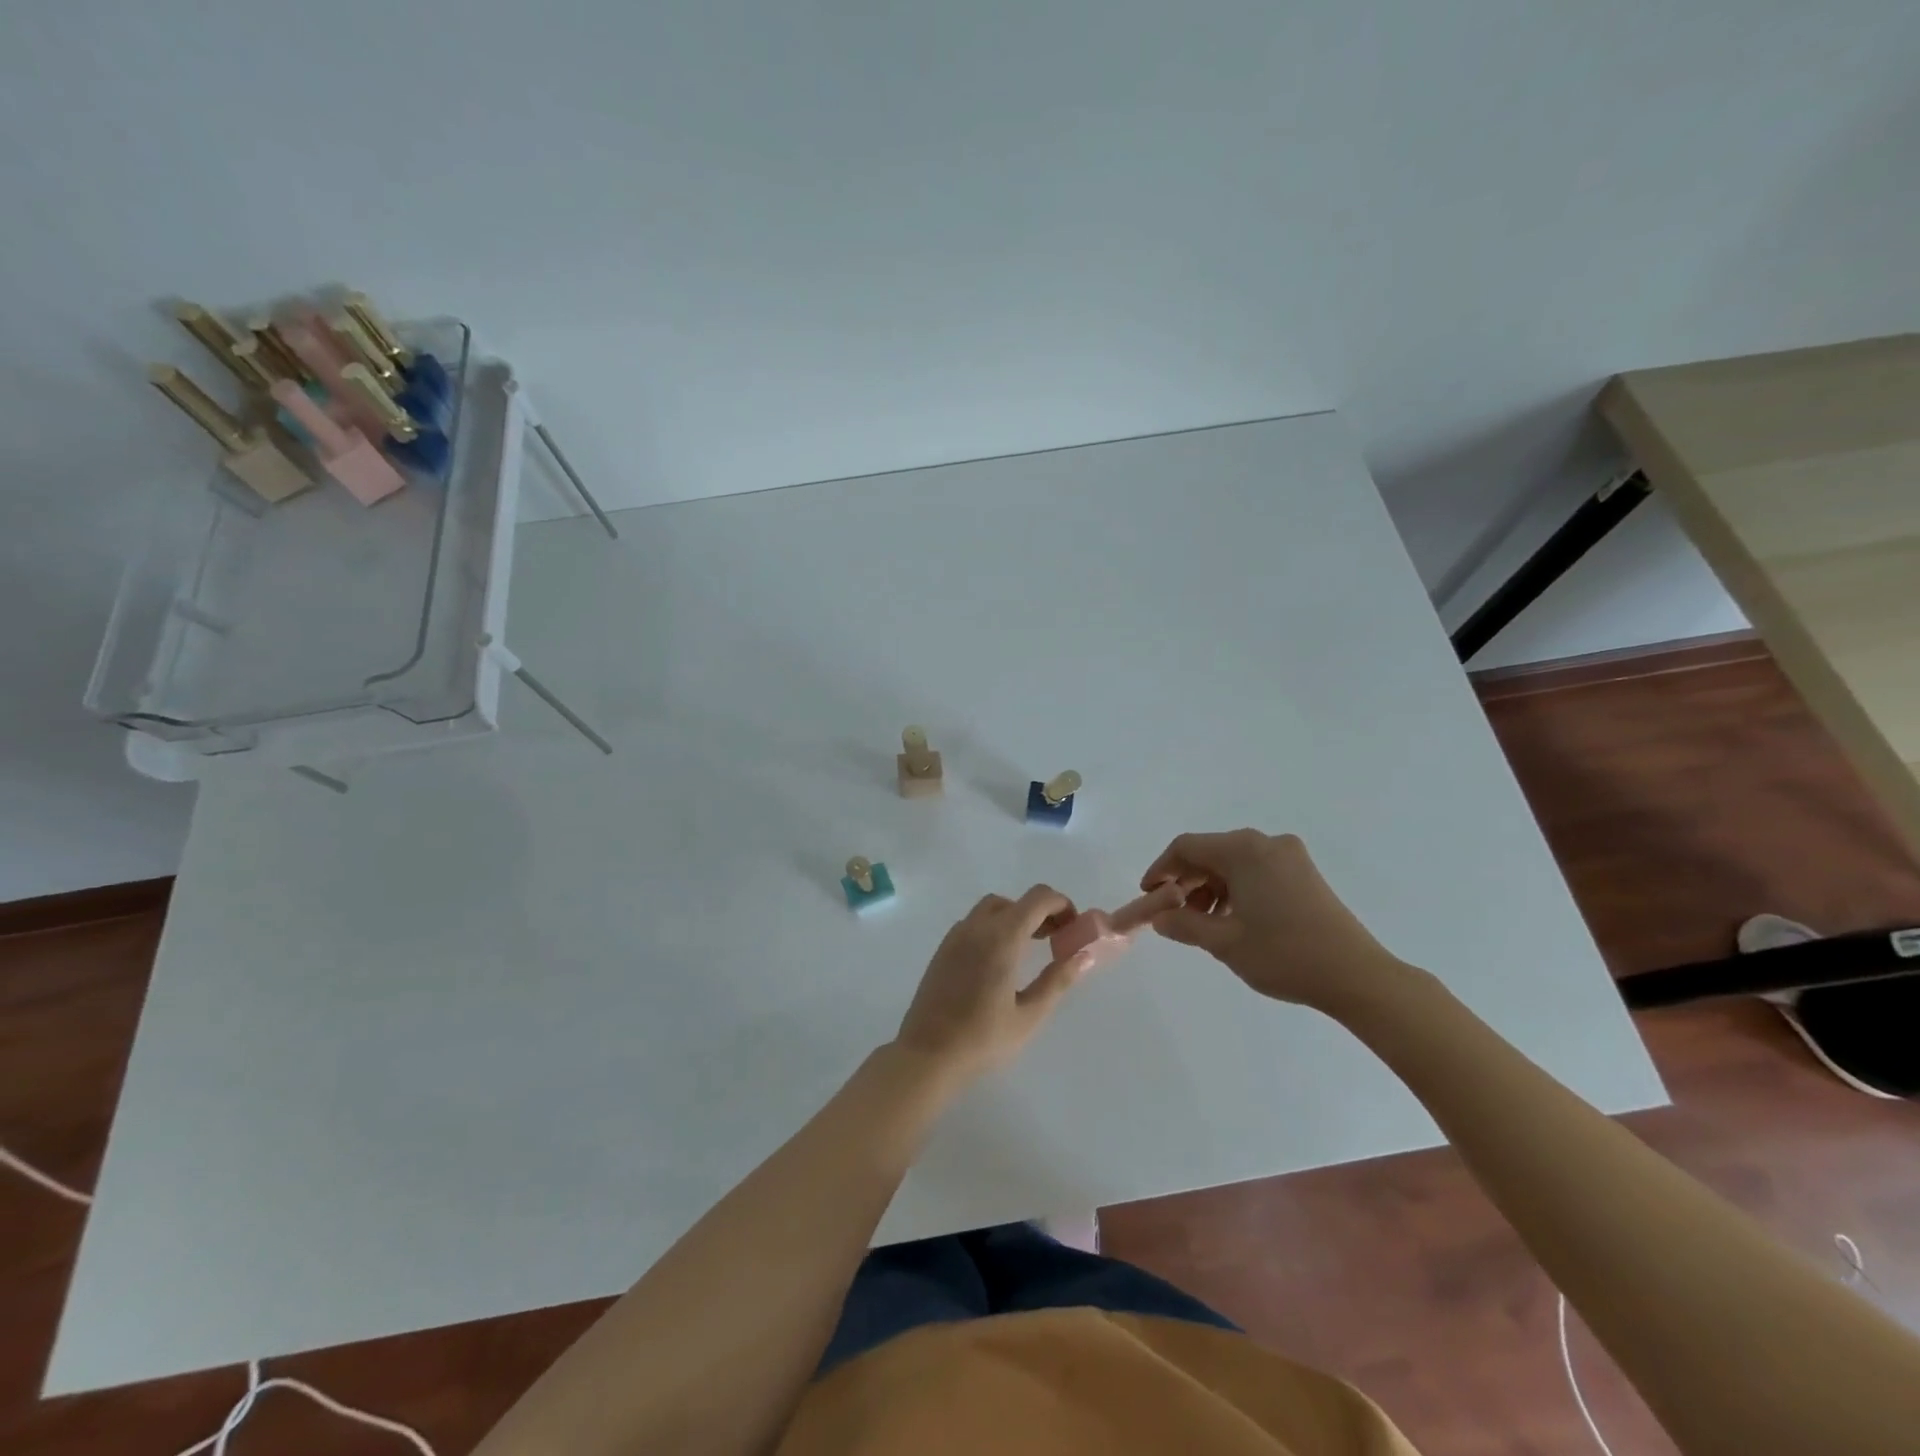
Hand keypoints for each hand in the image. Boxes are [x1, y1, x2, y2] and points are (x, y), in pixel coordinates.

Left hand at [893, 885, 1092, 1083]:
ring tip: (1029, 950)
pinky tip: (1000, 961)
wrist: (927, 1055)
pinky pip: (974, 924)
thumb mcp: (1029, 1015)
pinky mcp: (943, 950)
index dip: (1061, 905)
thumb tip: (1083, 955)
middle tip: (1055, 940)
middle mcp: (976, 927)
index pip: (1038, 898)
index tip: (1073, 928)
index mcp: (1001, 937)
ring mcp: (955, 936)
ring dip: (1015, 918)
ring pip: (991, 909)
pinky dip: (994, 928)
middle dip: (1039, 912)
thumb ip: (1058, 980)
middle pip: (1014, 901)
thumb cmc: (982, 1039)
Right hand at [1140, 830, 1408, 1012]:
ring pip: (1233, 864)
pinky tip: (1233, 920)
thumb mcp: (1223, 942)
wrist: (1357, 976)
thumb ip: (1183, 925)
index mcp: (1243, 850)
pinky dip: (1236, 890)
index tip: (1148, 896)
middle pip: (1211, 853)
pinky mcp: (1304, 874)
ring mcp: (1290, 857)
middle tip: (1173, 914)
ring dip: (1211, 888)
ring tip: (1203, 924)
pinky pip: (1256, 871)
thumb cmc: (1283, 954)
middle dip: (1186, 882)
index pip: (1186, 847)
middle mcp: (1266, 843)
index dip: (1160, 869)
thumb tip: (1159, 917)